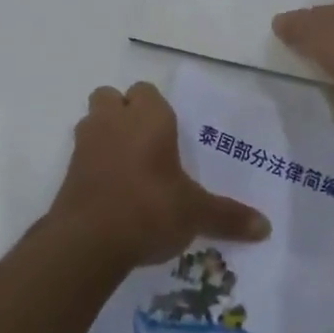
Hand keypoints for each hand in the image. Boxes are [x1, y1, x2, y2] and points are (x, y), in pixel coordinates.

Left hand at [49, 82, 271, 269]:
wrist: (88, 241)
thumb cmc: (150, 209)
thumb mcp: (196, 214)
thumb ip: (228, 216)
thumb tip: (266, 228)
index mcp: (149, 117)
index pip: (147, 91)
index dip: (155, 108)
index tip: (169, 134)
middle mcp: (114, 121)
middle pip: (111, 97)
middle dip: (123, 112)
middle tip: (145, 144)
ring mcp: (86, 143)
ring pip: (92, 120)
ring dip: (105, 134)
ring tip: (127, 165)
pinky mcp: (67, 171)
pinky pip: (82, 154)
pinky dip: (93, 163)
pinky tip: (111, 190)